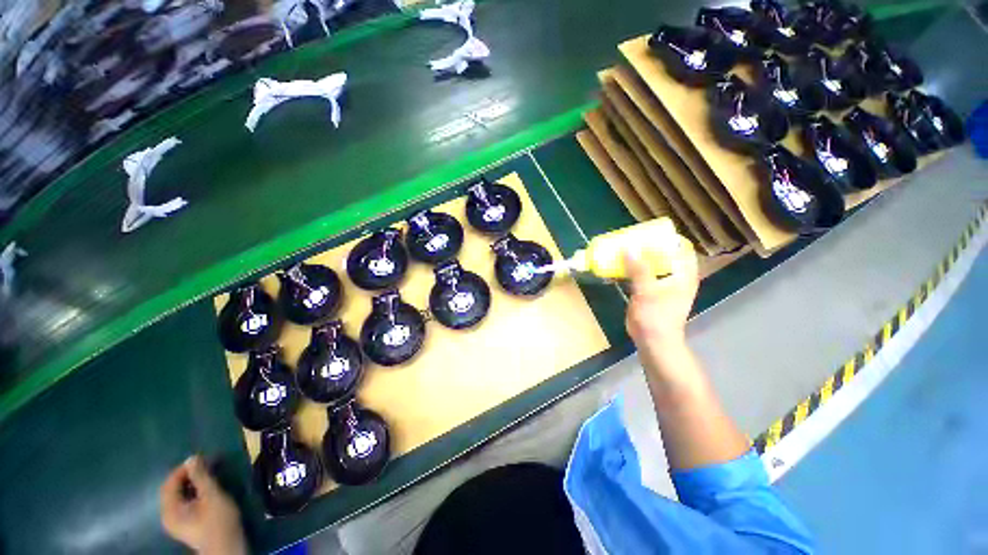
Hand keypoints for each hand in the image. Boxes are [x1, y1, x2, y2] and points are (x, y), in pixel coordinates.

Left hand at [160, 456, 246, 554]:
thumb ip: (201, 477)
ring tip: (208, 476)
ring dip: (191, 484)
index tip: (202, 459)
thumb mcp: (212, 495)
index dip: (183, 469)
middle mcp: (167, 515)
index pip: (169, 483)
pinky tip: (206, 491)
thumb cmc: (218, 520)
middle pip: (172, 490)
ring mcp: (175, 522)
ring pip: (179, 496)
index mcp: (169, 510)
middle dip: (188, 476)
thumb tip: (192, 458)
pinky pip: (183, 503)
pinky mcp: (184, 525)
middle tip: (207, 466)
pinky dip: (192, 493)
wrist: (226, 547)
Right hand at [624, 239, 698, 352]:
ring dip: (638, 257)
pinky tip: (618, 266)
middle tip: (630, 238)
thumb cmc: (656, 318)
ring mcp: (662, 284)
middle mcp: (675, 276)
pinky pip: (641, 274)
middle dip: (648, 245)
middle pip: (664, 253)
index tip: (649, 232)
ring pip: (651, 264)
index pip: (681, 247)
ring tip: (621, 249)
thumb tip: (628, 247)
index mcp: (683, 273)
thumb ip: (639, 269)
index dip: (667, 237)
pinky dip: (631, 269)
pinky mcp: (650, 291)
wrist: (653, 342)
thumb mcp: (647, 292)